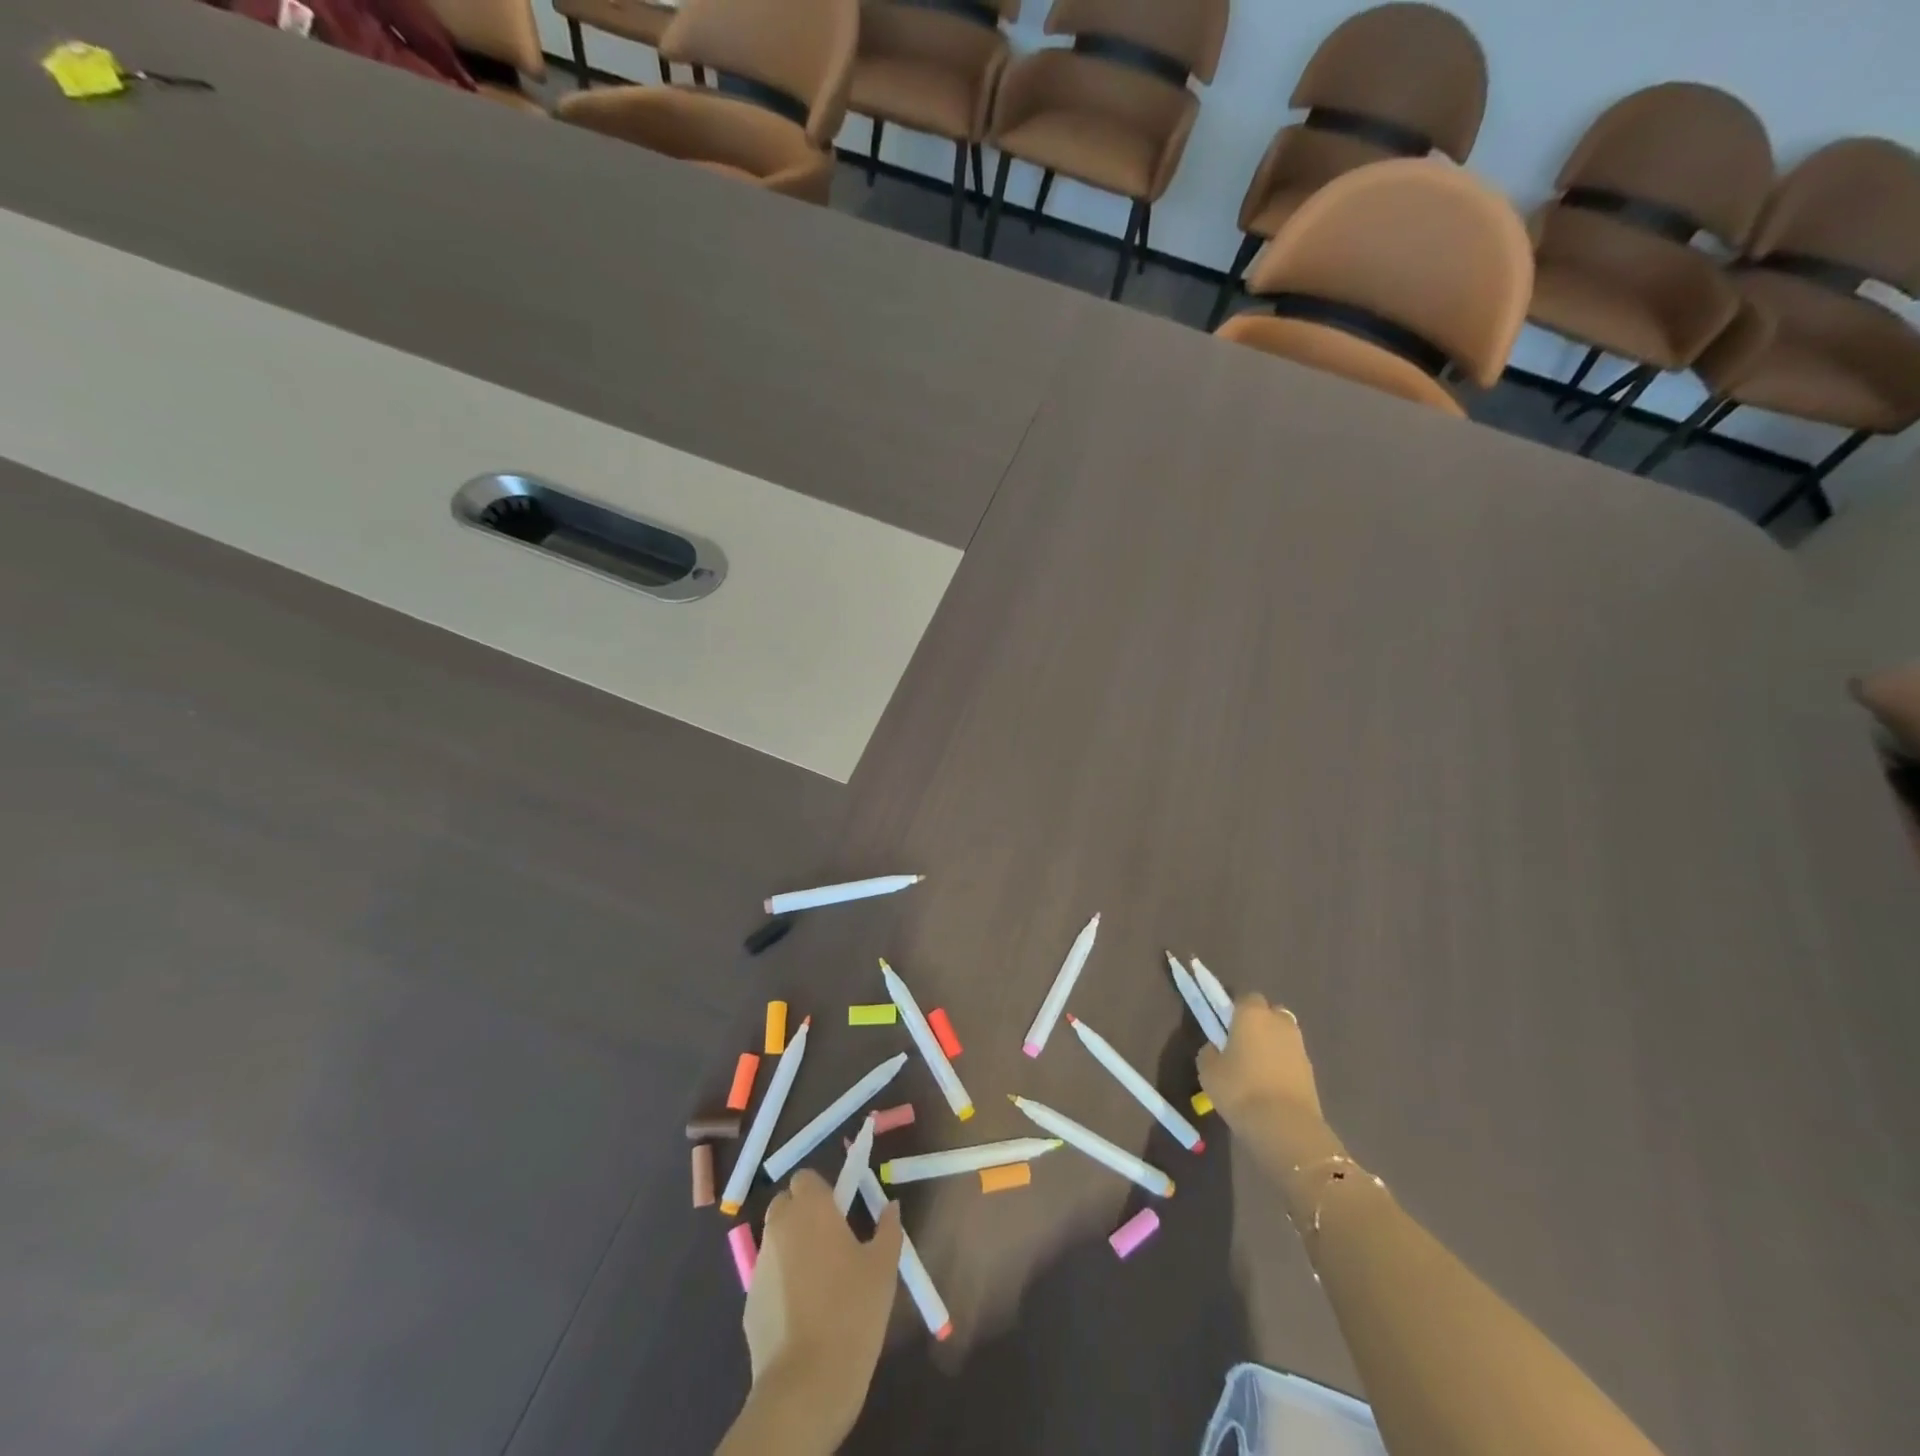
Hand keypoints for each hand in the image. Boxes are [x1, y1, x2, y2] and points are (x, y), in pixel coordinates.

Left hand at [741, 1170, 903, 1443]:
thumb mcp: (884, 1267)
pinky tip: (803, 1313)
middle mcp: (780, 1228)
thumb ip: (888, 1229)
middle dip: (803, 1215)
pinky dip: (782, 1283)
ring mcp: (760, 1266)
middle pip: (785, 1205)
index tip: (841, 1212)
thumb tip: (891, 1207)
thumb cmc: (852, 1311)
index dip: (822, 1191)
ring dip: (792, 1248)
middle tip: (832, 1242)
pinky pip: (768, 1277)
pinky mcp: (749, 1302)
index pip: (806, 1178)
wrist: (806, 1383)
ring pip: (776, 1241)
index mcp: (811, 1210)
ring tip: (820, 1282)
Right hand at [1198, 995, 1344, 1181]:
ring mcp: (1299, 1046)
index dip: (1235, 1010)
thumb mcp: (1208, 1070)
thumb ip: (1210, 1052)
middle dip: (1258, 1023)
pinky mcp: (1311, 1071)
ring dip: (1272, 1045)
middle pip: (1269, 1013)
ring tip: (1255, 1069)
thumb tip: (1216, 1048)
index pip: (1245, 997)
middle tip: (1241, 1045)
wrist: (1285, 1126)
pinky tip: (1269, 1085)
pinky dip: (1282, 1066)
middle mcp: (1279, 1022)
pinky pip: (1291, 1058)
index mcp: (1252, 1013)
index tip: (1224, 1027)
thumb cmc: (1239, 1089)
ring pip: (1283, 1036)